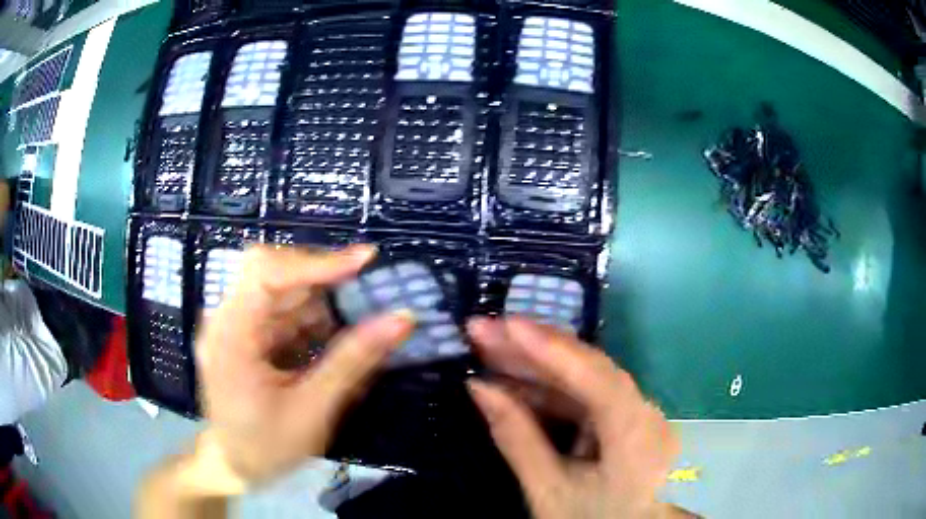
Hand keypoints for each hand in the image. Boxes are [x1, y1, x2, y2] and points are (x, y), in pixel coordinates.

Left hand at [195, 244, 414, 486]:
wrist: (234, 467)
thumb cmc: (266, 447)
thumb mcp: (313, 410)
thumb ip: (354, 361)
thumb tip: (402, 319)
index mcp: (230, 335)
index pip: (265, 273)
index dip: (315, 261)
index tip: (365, 260)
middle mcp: (227, 320)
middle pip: (274, 274)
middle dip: (322, 281)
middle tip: (366, 289)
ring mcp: (235, 326)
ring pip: (282, 292)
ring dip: (321, 303)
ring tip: (357, 322)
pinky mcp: (246, 336)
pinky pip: (282, 314)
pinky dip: (312, 322)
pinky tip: (332, 342)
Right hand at [466, 317, 680, 518]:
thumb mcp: (547, 491)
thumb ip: (516, 438)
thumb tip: (478, 387)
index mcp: (636, 437)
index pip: (596, 379)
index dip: (551, 349)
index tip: (505, 325)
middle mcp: (644, 413)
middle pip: (588, 369)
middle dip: (533, 348)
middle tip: (482, 329)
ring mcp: (635, 413)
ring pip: (583, 377)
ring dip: (535, 364)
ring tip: (488, 347)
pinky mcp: (623, 417)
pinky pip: (583, 395)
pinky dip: (546, 388)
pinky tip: (512, 379)